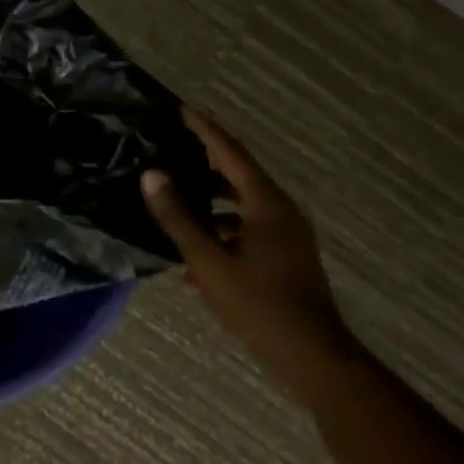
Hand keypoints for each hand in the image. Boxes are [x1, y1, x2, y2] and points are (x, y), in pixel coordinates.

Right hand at [141, 108, 357, 400]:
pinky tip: (193, 251)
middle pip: (238, 174)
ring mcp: (286, 235)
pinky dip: (220, 228)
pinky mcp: (284, 255)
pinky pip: (246, 228)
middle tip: (172, 144)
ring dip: (209, 198)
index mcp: (266, 205)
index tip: (182, 108)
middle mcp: (281, 212)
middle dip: (206, 159)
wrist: (312, 355)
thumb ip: (178, 218)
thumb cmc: (258, 304)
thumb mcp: (208, 261)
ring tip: (175, 194)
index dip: (206, 130)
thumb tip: (151, 175)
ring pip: (241, 203)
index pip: (232, 153)